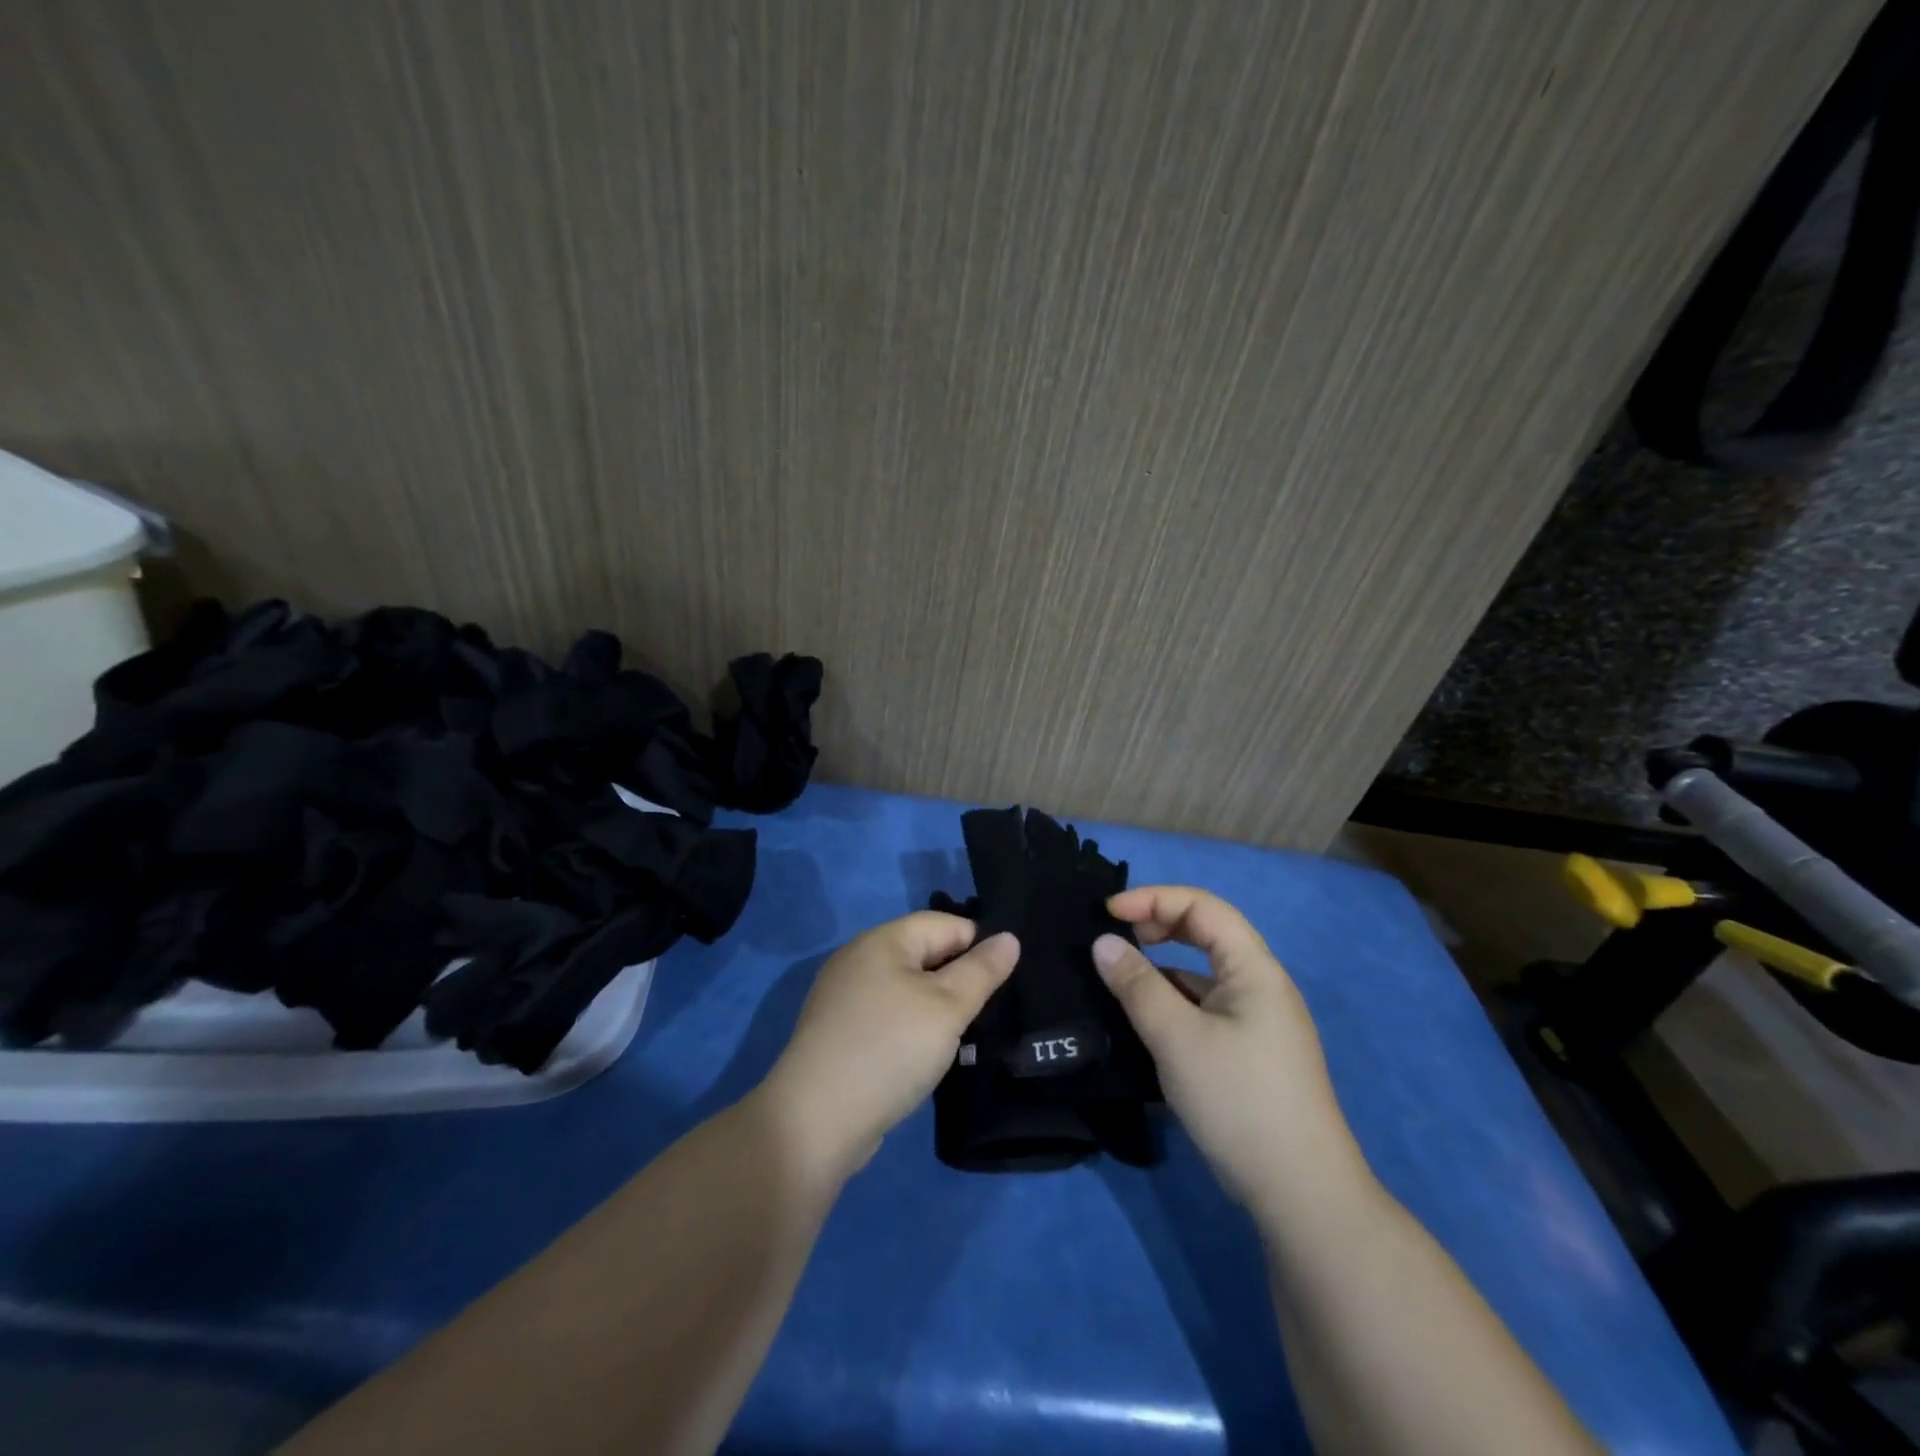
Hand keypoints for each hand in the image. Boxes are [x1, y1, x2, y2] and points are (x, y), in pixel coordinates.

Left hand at [761, 913, 1017, 1184]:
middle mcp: (859, 959)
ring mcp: (844, 997)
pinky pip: (889, 1015)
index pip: (945, 923)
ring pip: (907, 987)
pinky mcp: (839, 1032)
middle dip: (959, 977)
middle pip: (924, 953)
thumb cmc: (890, 1049)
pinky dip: (912, 1027)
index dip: (979, 945)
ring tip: (966, 1035)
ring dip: (937, 1006)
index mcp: (882, 940)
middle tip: (991, 1011)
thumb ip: (981, 971)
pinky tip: (927, 1054)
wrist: (816, 1121)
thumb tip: (1009, 938)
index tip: (1006, 981)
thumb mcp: (947, 1007)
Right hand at [1093, 886, 1368, 1212]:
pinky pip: (1205, 1007)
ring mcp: (1258, 1021)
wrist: (1301, 1193)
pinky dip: (1172, 1001)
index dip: (1153, 899)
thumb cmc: (1238, 1100)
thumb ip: (1137, 986)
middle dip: (1158, 926)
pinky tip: (1146, 1022)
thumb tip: (1102, 943)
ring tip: (1119, 981)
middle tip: (1115, 942)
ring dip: (1162, 967)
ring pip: (1203, 973)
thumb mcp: (1177, 1038)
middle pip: (1206, 933)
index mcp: (1254, 969)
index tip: (1107, 913)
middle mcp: (1260, 986)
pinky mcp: (1249, 1053)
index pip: (1203, 907)